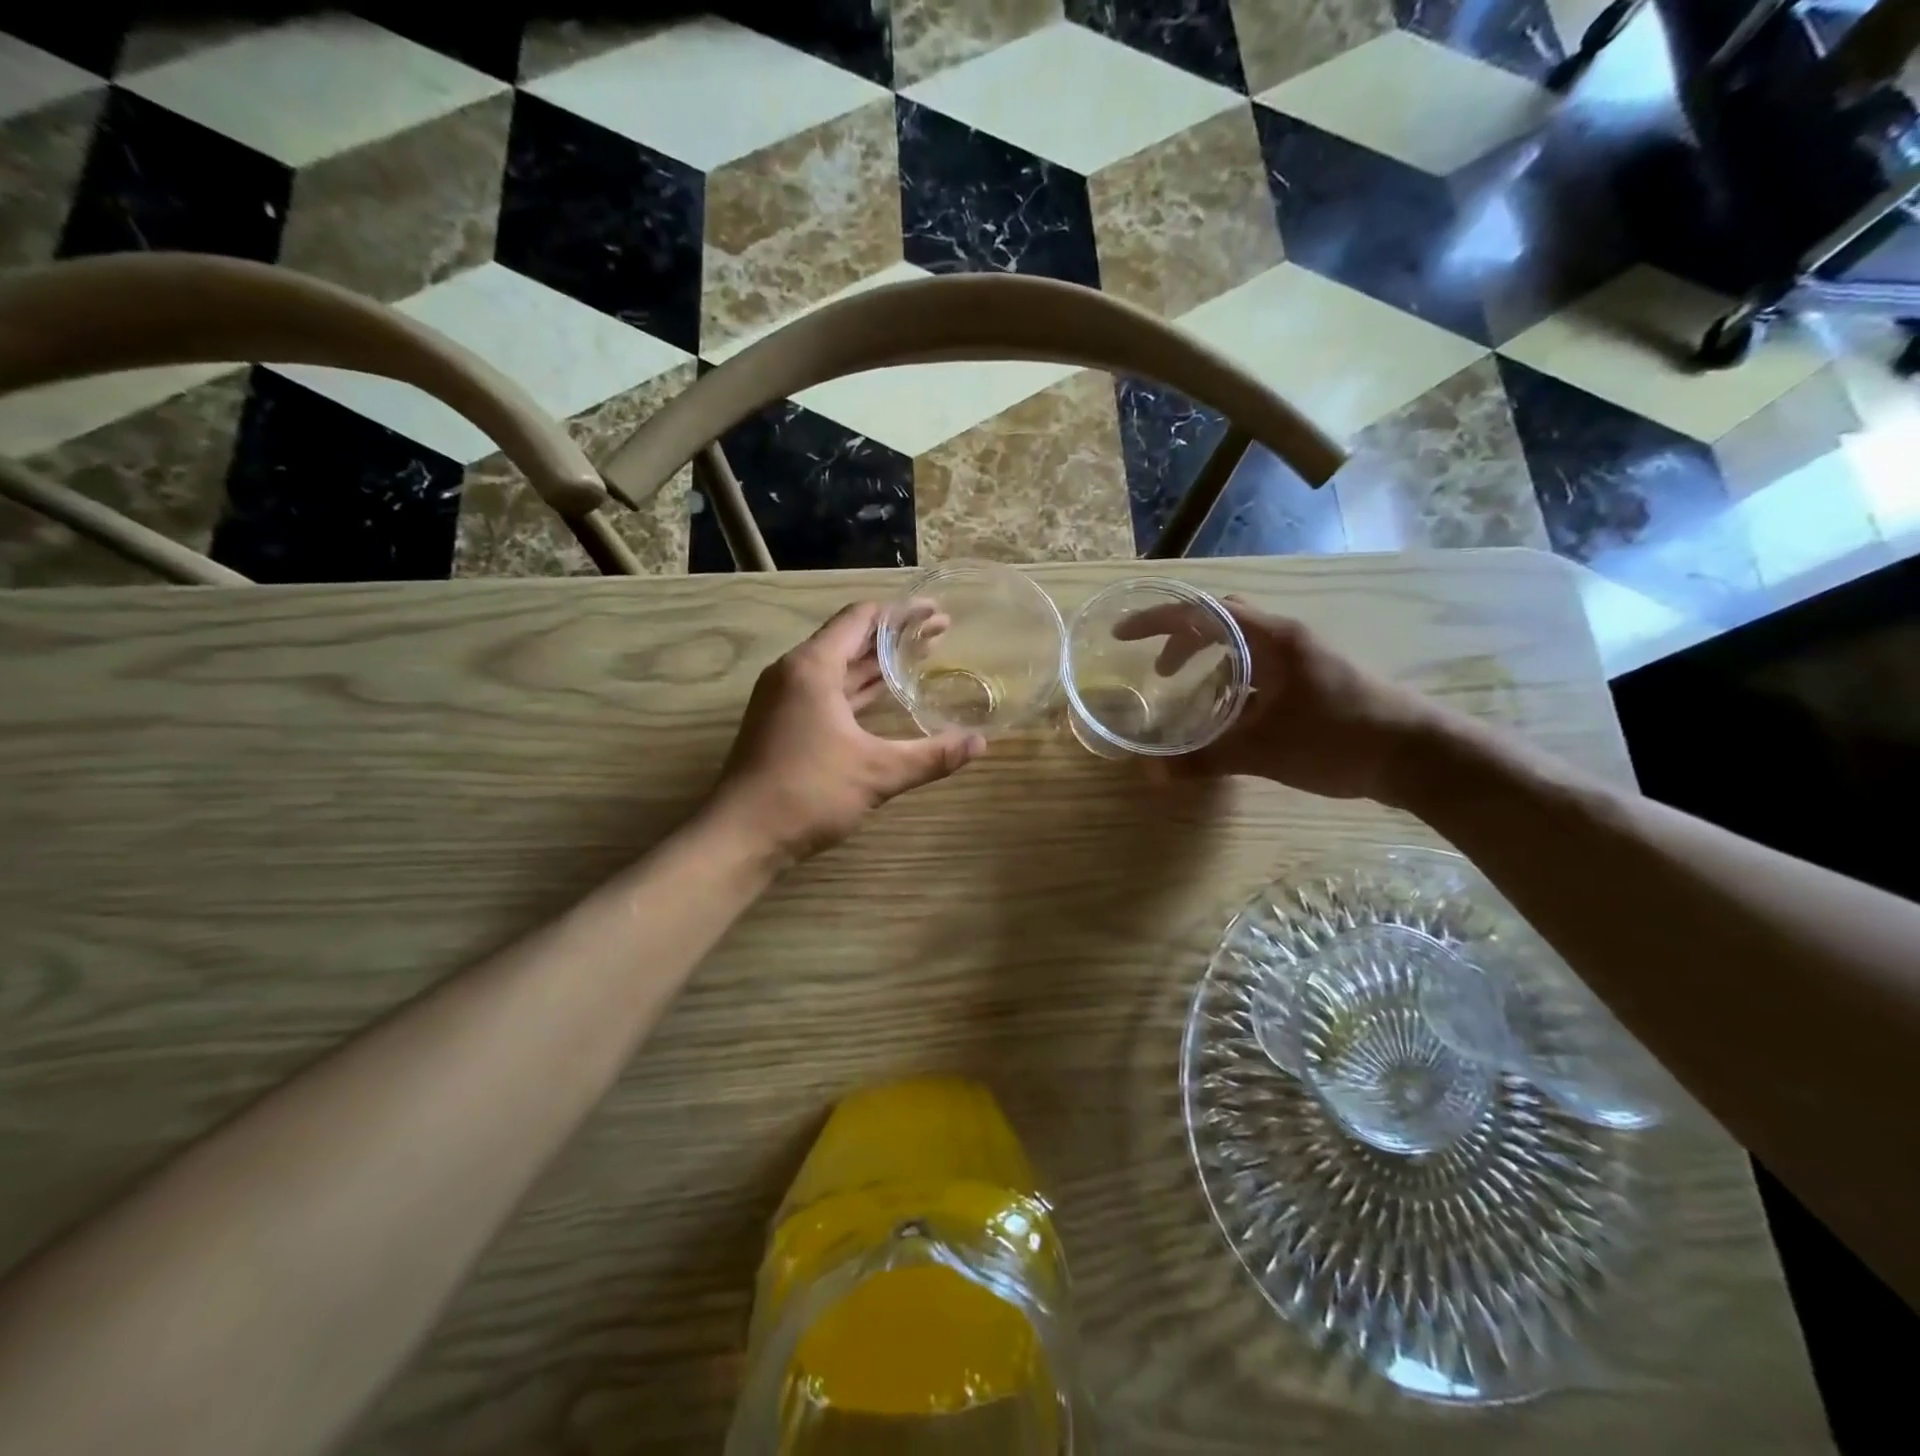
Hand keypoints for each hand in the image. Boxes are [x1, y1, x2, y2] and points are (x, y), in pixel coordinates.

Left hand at [708, 602, 986, 864]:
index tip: (936, 612)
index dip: (901, 613)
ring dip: (876, 663)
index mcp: (812, 668)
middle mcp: (794, 673)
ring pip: (838, 668)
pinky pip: (827, 691)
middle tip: (940, 633)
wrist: (741, 836)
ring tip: (920, 657)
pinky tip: (884, 696)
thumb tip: (980, 743)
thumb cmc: (808, 793)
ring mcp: (784, 699)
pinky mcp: (782, 723)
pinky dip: (857, 688)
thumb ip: (932, 756)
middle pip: (850, 639)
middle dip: (895, 636)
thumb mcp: (877, 773)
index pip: (860, 619)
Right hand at [1117, 598, 1447, 801]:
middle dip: (1182, 642)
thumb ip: (1205, 760)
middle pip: (1220, 623)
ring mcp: (1303, 658)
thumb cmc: (1339, 739)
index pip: (1201, 612)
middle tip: (1158, 672)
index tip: (1123, 636)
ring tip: (1188, 698)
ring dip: (1209, 665)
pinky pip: (1259, 670)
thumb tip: (1151, 775)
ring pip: (1242, 648)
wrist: (1419, 756)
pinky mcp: (1314, 680)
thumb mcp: (1264, 752)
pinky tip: (1229, 719)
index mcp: (1271, 639)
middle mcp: (1285, 638)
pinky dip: (1233, 685)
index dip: (1157, 620)